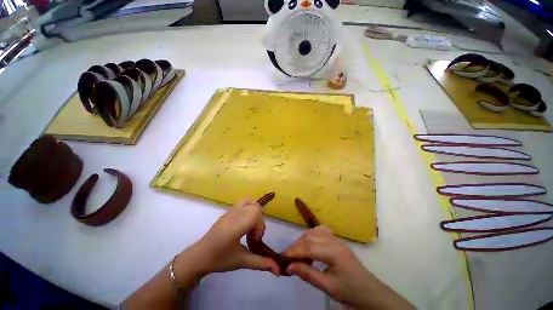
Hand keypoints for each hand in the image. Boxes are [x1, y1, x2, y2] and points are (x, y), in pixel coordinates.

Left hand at [175, 200, 280, 280]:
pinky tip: (244, 221)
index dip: (260, 226)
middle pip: (256, 207)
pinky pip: (244, 202)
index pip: (256, 213)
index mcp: (237, 225)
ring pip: (250, 202)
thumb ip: (261, 263)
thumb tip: (279, 270)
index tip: (254, 240)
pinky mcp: (228, 210)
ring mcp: (230, 210)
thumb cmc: (220, 259)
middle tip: (252, 235)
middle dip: (259, 221)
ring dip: (255, 213)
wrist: (200, 255)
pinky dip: (249, 208)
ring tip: (250, 226)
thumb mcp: (242, 261)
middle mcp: (235, 214)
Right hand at [285, 226, 413, 309]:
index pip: (309, 247)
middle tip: (288, 257)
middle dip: (296, 246)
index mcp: (334, 252)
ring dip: (303, 240)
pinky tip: (309, 244)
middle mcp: (334, 241)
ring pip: (314, 232)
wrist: (370, 292)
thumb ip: (308, 274)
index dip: (294, 251)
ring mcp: (336, 238)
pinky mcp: (337, 240)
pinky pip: (320, 231)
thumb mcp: (328, 287)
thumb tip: (289, 266)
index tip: (282, 258)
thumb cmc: (350, 291)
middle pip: (310, 237)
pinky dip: (311, 235)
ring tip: (297, 253)